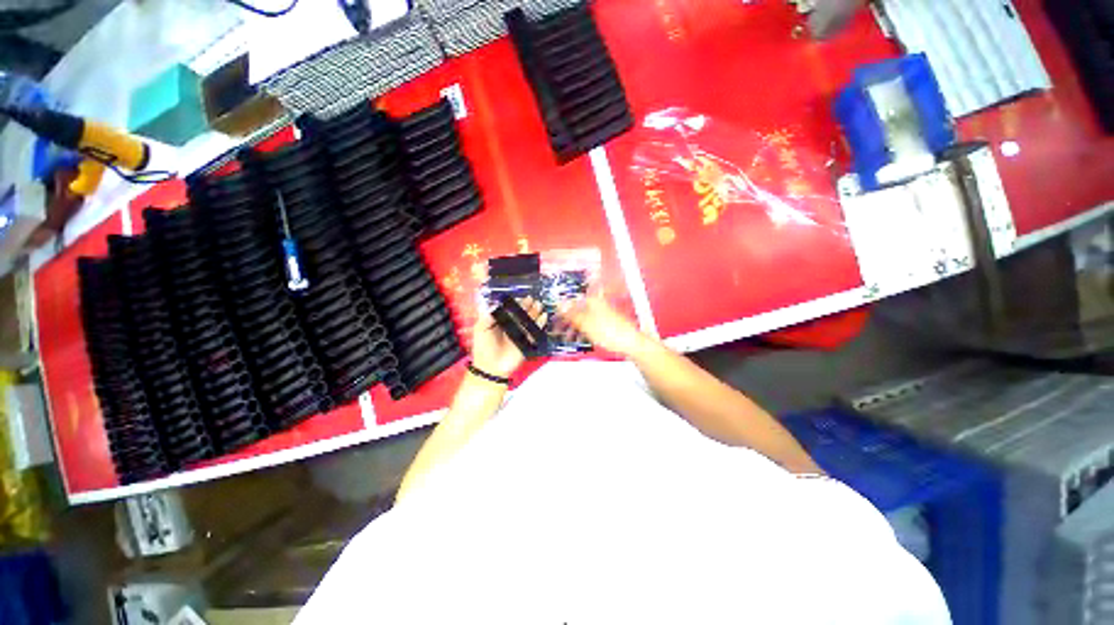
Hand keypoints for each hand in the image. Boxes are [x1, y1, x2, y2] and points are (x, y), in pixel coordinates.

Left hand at [470, 298, 546, 377]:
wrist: (490, 367)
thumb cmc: (483, 347)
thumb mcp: (481, 329)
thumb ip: (487, 315)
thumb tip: (495, 303)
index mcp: (500, 322)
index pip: (510, 309)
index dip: (516, 303)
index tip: (521, 297)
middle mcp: (511, 326)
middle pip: (521, 314)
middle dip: (527, 306)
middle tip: (533, 299)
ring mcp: (519, 334)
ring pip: (529, 321)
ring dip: (534, 313)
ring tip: (539, 305)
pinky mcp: (527, 342)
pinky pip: (534, 331)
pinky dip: (539, 324)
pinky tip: (543, 317)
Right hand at [558, 297, 646, 355]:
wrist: (631, 344)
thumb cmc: (612, 333)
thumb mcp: (585, 323)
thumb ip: (571, 314)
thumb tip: (559, 304)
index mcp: (592, 300)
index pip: (572, 300)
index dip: (562, 309)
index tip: (555, 317)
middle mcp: (598, 304)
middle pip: (578, 309)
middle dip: (567, 319)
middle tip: (559, 328)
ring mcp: (603, 314)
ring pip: (584, 318)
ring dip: (575, 326)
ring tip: (568, 336)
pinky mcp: (607, 323)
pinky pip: (591, 324)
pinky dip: (584, 330)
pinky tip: (580, 337)